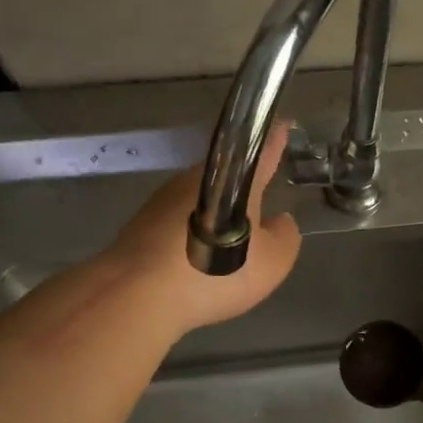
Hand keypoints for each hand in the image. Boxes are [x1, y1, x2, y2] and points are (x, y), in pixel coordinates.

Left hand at [105, 122, 302, 334]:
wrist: (138, 295)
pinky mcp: (142, 220)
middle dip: (242, 189)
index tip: (284, 127)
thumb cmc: (216, 273)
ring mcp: (165, 196)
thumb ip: (285, 237)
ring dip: (215, 214)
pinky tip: (197, 259)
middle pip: (227, 175)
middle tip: (257, 215)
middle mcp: (197, 176)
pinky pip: (179, 219)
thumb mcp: (272, 262)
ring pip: (201, 197)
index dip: (275, 141)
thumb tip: (280, 221)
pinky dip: (192, 233)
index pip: (261, 151)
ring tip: (226, 247)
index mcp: (234, 178)